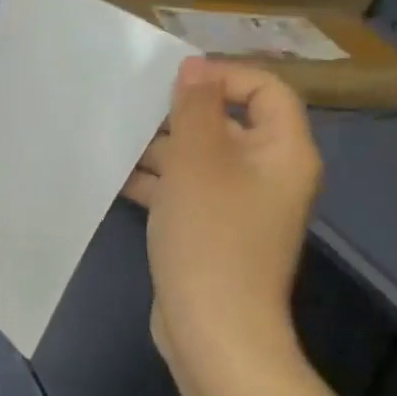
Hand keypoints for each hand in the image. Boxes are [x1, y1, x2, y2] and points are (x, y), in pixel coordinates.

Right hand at [124, 58, 320, 395]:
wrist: (212, 328)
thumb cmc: (210, 235)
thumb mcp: (197, 160)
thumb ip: (194, 108)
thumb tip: (195, 67)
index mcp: (282, 152)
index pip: (266, 90)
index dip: (223, 77)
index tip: (172, 82)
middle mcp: (267, 175)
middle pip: (227, 125)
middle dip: (179, 116)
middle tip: (132, 110)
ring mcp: (239, 208)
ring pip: (200, 162)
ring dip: (160, 150)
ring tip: (114, 141)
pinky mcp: (211, 234)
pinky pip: (186, 194)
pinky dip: (157, 184)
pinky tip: (116, 178)